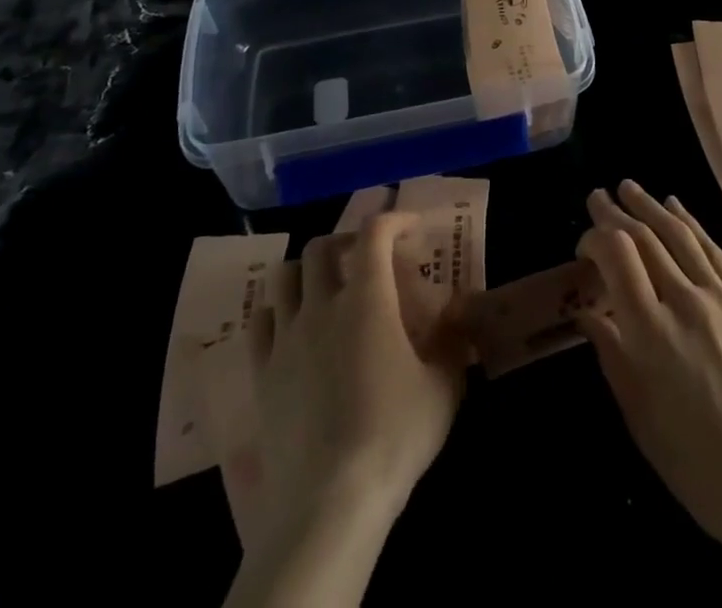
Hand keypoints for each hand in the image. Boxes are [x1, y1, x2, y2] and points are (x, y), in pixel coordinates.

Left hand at [229, 213, 466, 607]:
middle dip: (345, 242)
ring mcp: (286, 338)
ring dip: (307, 271)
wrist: (329, 502)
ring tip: (326, 287)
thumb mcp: (443, 387)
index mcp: (367, 298)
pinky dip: (279, 311)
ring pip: (284, 276)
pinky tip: (294, 328)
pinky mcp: (261, 373)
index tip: (411, 228)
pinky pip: (261, 321)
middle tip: (366, 258)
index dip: (394, 219)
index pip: (374, 233)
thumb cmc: (394, 435)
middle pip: (321, 247)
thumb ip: (452, 341)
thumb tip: (460, 313)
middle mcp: (321, 305)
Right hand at [573, 181, 721, 554]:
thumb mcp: (638, 415)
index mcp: (650, 332)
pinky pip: (714, 252)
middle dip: (616, 212)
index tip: (583, 245)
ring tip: (630, 187)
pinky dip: (691, 224)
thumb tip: (586, 312)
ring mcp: (721, 299)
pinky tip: (676, 208)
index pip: (617, 255)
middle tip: (597, 195)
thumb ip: (610, 353)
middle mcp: (684, 302)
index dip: (595, 238)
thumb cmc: (695, 463)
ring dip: (651, 206)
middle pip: (645, 238)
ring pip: (679, 235)